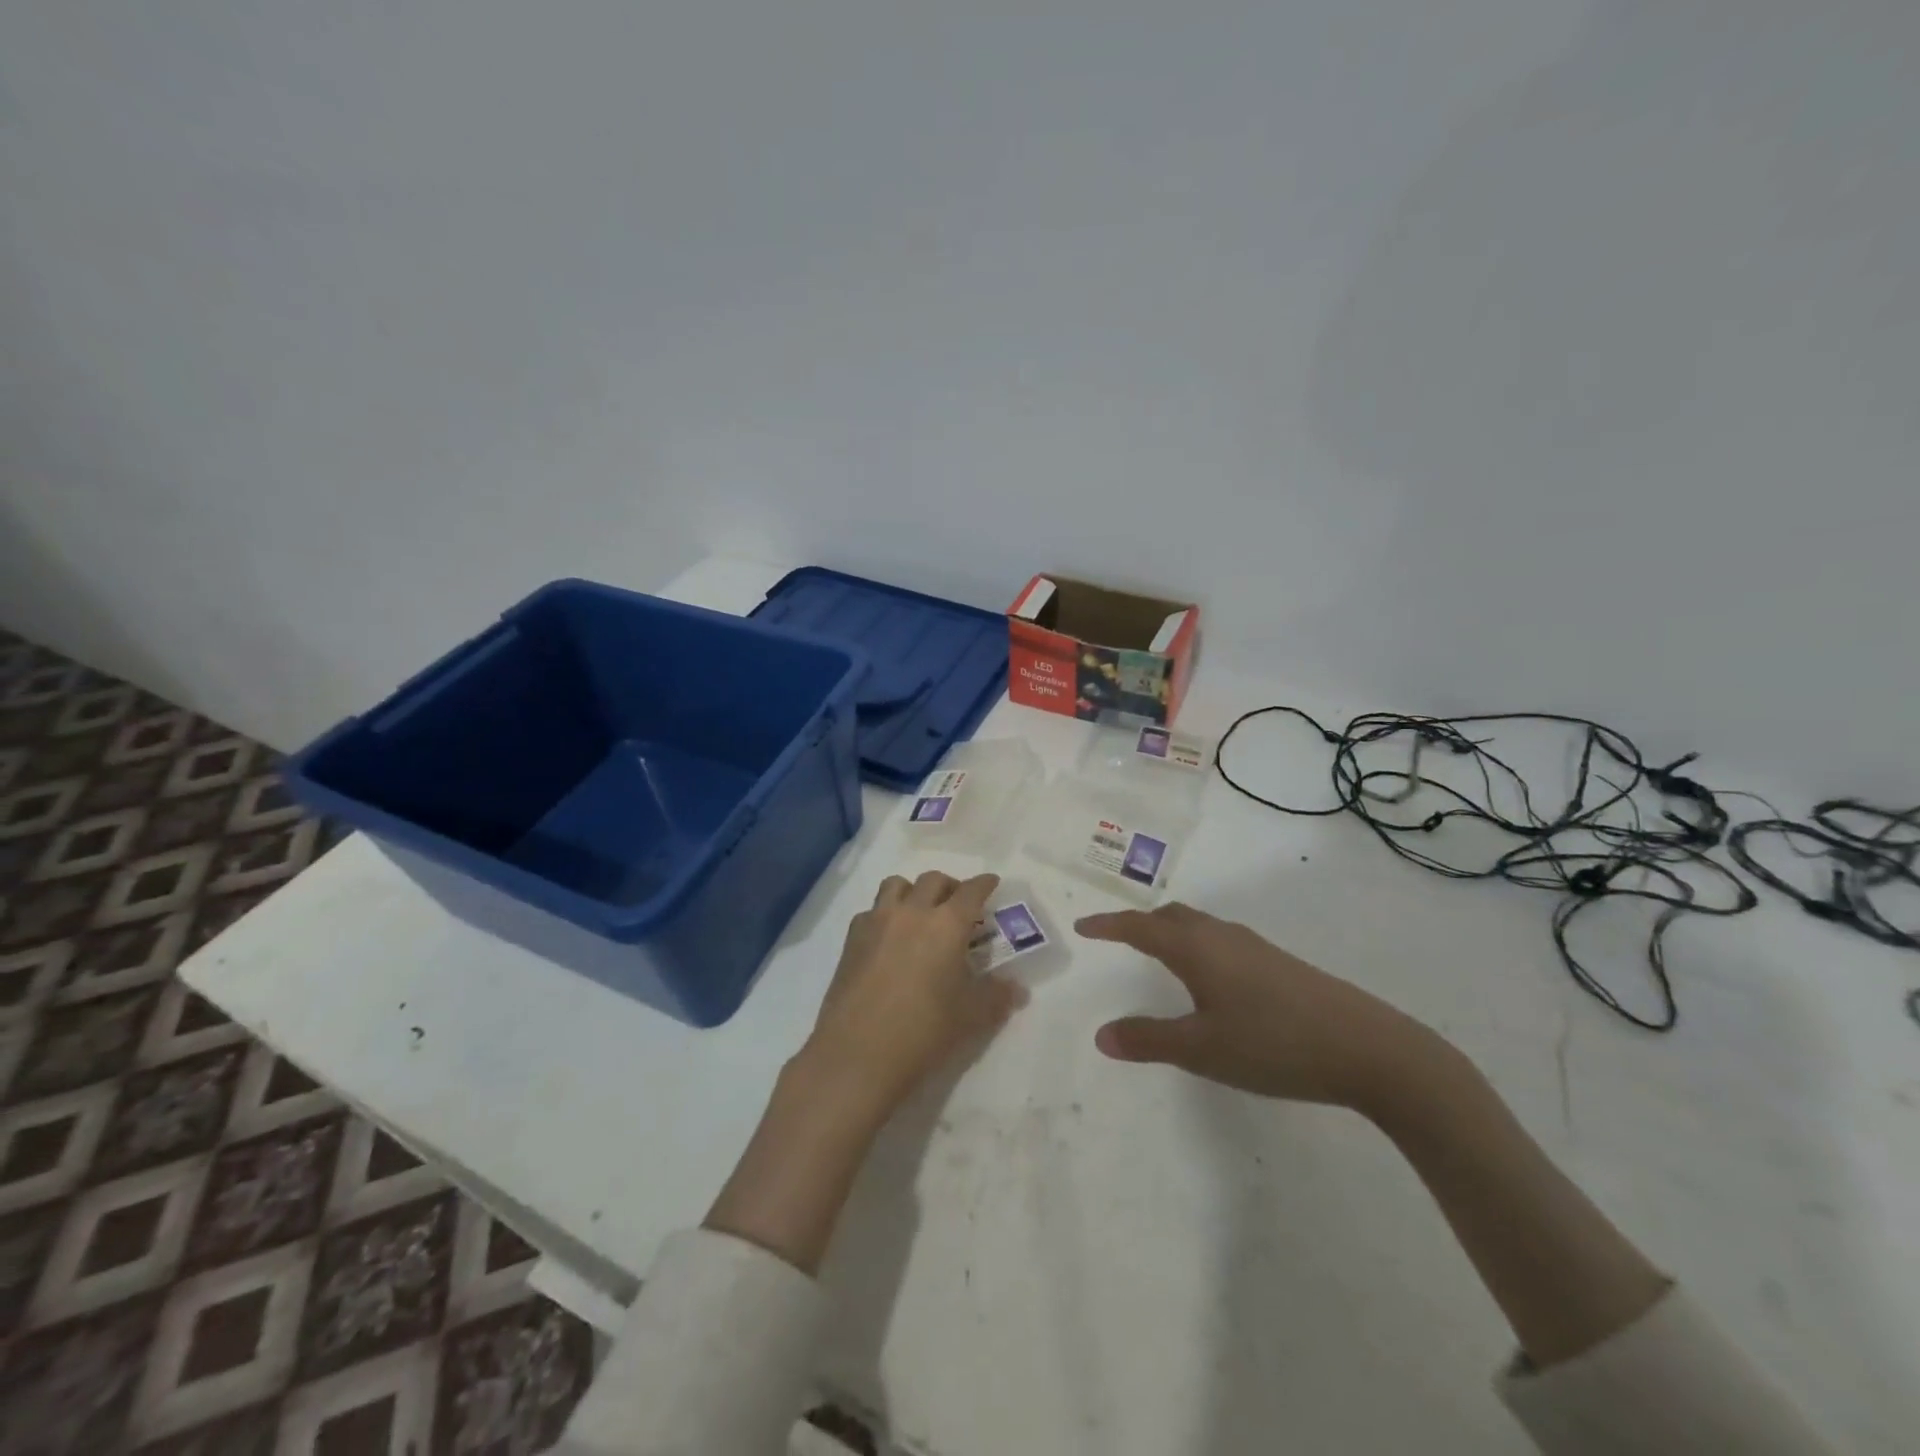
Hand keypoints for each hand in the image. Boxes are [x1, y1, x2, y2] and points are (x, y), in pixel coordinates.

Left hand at [802, 871, 1026, 1122]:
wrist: (858, 1053)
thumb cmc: (924, 1031)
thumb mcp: (971, 1017)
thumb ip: (997, 996)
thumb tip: (1017, 988)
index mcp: (947, 924)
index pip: (971, 891)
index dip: (984, 884)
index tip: (991, 882)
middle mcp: (912, 912)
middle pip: (933, 880)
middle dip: (950, 886)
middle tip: (959, 905)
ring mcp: (877, 922)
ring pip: (896, 885)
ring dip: (914, 891)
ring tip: (921, 912)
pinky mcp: (852, 939)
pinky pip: (872, 911)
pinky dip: (885, 914)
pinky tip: (889, 939)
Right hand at [1076, 903, 1437, 1115]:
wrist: (1369, 1048)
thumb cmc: (1273, 1043)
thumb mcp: (1202, 1050)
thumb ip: (1149, 1041)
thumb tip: (1101, 1035)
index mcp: (1197, 949)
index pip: (1140, 927)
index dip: (1109, 925)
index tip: (1083, 926)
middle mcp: (1223, 937)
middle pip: (1172, 917)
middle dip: (1140, 924)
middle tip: (1119, 939)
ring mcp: (1256, 948)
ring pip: (1200, 927)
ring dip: (1172, 933)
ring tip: (1159, 956)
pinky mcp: (1280, 964)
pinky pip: (1222, 941)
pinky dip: (1198, 947)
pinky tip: (1212, 980)